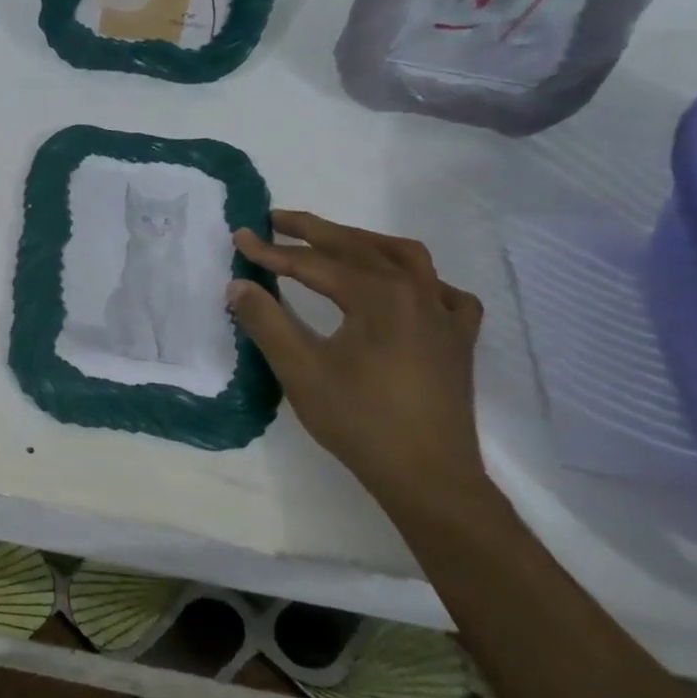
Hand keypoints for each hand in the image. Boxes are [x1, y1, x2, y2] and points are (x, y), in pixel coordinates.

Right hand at [227, 211, 487, 507]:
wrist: (429, 478)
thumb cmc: (360, 421)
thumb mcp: (300, 370)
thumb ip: (266, 321)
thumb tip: (238, 285)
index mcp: (379, 297)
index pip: (314, 263)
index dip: (272, 251)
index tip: (240, 238)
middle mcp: (417, 293)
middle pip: (358, 248)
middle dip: (313, 231)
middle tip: (275, 219)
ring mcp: (445, 316)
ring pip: (405, 258)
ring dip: (363, 242)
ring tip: (331, 240)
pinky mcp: (458, 340)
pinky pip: (443, 292)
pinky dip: (417, 278)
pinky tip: (402, 286)